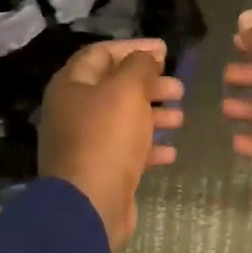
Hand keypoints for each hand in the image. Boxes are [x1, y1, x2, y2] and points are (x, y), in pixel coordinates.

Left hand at [39, 39, 185, 250]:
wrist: (90, 204)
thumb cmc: (107, 137)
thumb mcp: (127, 90)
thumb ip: (139, 66)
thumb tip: (147, 56)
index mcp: (71, 85)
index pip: (101, 54)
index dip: (134, 48)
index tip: (166, 50)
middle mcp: (73, 111)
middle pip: (115, 87)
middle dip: (149, 84)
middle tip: (178, 88)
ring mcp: (84, 143)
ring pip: (123, 120)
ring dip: (154, 116)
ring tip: (181, 118)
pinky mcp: (99, 170)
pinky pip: (126, 150)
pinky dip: (149, 147)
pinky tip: (171, 151)